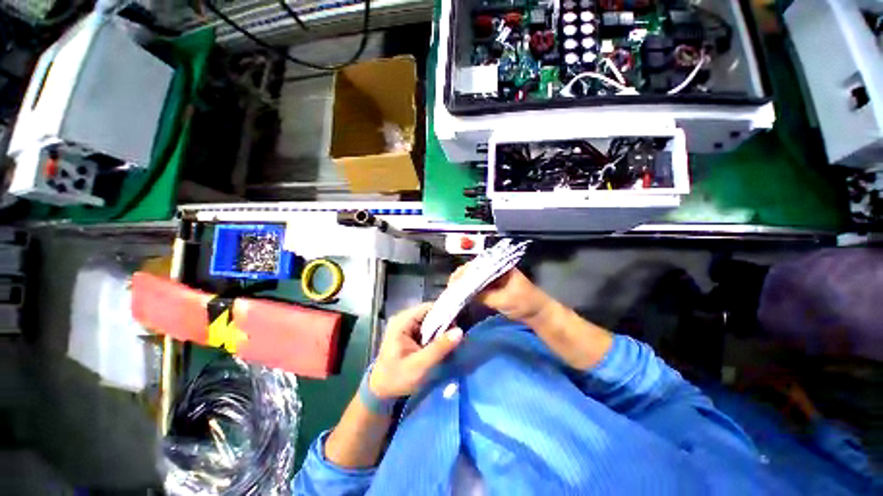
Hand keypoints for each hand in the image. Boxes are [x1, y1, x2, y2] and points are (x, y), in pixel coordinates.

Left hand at [369, 303, 463, 399]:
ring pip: (430, 322)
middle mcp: (404, 319)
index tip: (457, 328)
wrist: (380, 392)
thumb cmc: (397, 378)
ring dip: (440, 332)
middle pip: (430, 314)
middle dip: (444, 325)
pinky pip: (427, 330)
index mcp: (402, 321)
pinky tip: (440, 347)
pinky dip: (435, 337)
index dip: (445, 314)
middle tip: (455, 339)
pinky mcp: (410, 334)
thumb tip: (460, 331)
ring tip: (449, 345)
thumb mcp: (419, 365)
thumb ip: (439, 348)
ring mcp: (406, 326)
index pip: (429, 308)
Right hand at [449, 266, 551, 322]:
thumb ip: (484, 295)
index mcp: (501, 265)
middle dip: (462, 276)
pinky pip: (478, 285)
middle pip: (475, 269)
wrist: (539, 314)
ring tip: (453, 289)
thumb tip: (463, 293)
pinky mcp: (493, 286)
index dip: (465, 271)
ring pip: (475, 277)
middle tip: (451, 286)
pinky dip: (470, 289)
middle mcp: (496, 268)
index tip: (454, 280)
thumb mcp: (504, 300)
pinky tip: (462, 293)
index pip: (479, 264)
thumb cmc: (525, 303)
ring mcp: (494, 277)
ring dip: (464, 282)